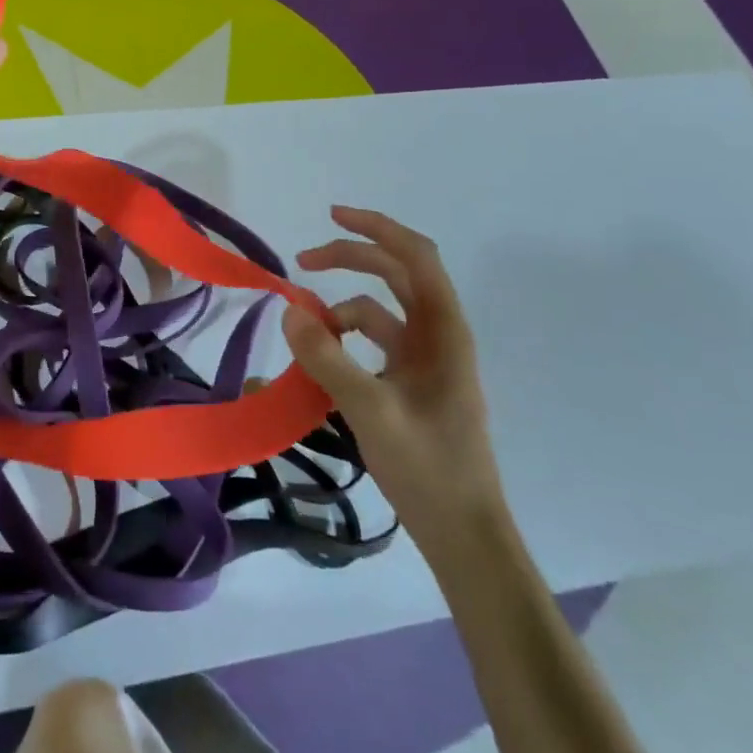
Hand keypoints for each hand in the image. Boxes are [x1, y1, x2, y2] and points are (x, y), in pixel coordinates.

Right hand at [281, 206, 504, 545]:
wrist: (463, 536)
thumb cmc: (429, 470)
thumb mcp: (371, 411)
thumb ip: (328, 358)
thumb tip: (289, 310)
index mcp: (443, 332)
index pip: (416, 256)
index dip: (377, 228)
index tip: (332, 216)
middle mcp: (437, 336)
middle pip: (394, 273)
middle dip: (348, 259)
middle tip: (302, 262)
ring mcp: (425, 360)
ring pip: (379, 309)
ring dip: (340, 308)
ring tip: (304, 329)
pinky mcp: (411, 383)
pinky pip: (373, 342)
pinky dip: (344, 339)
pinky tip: (321, 360)